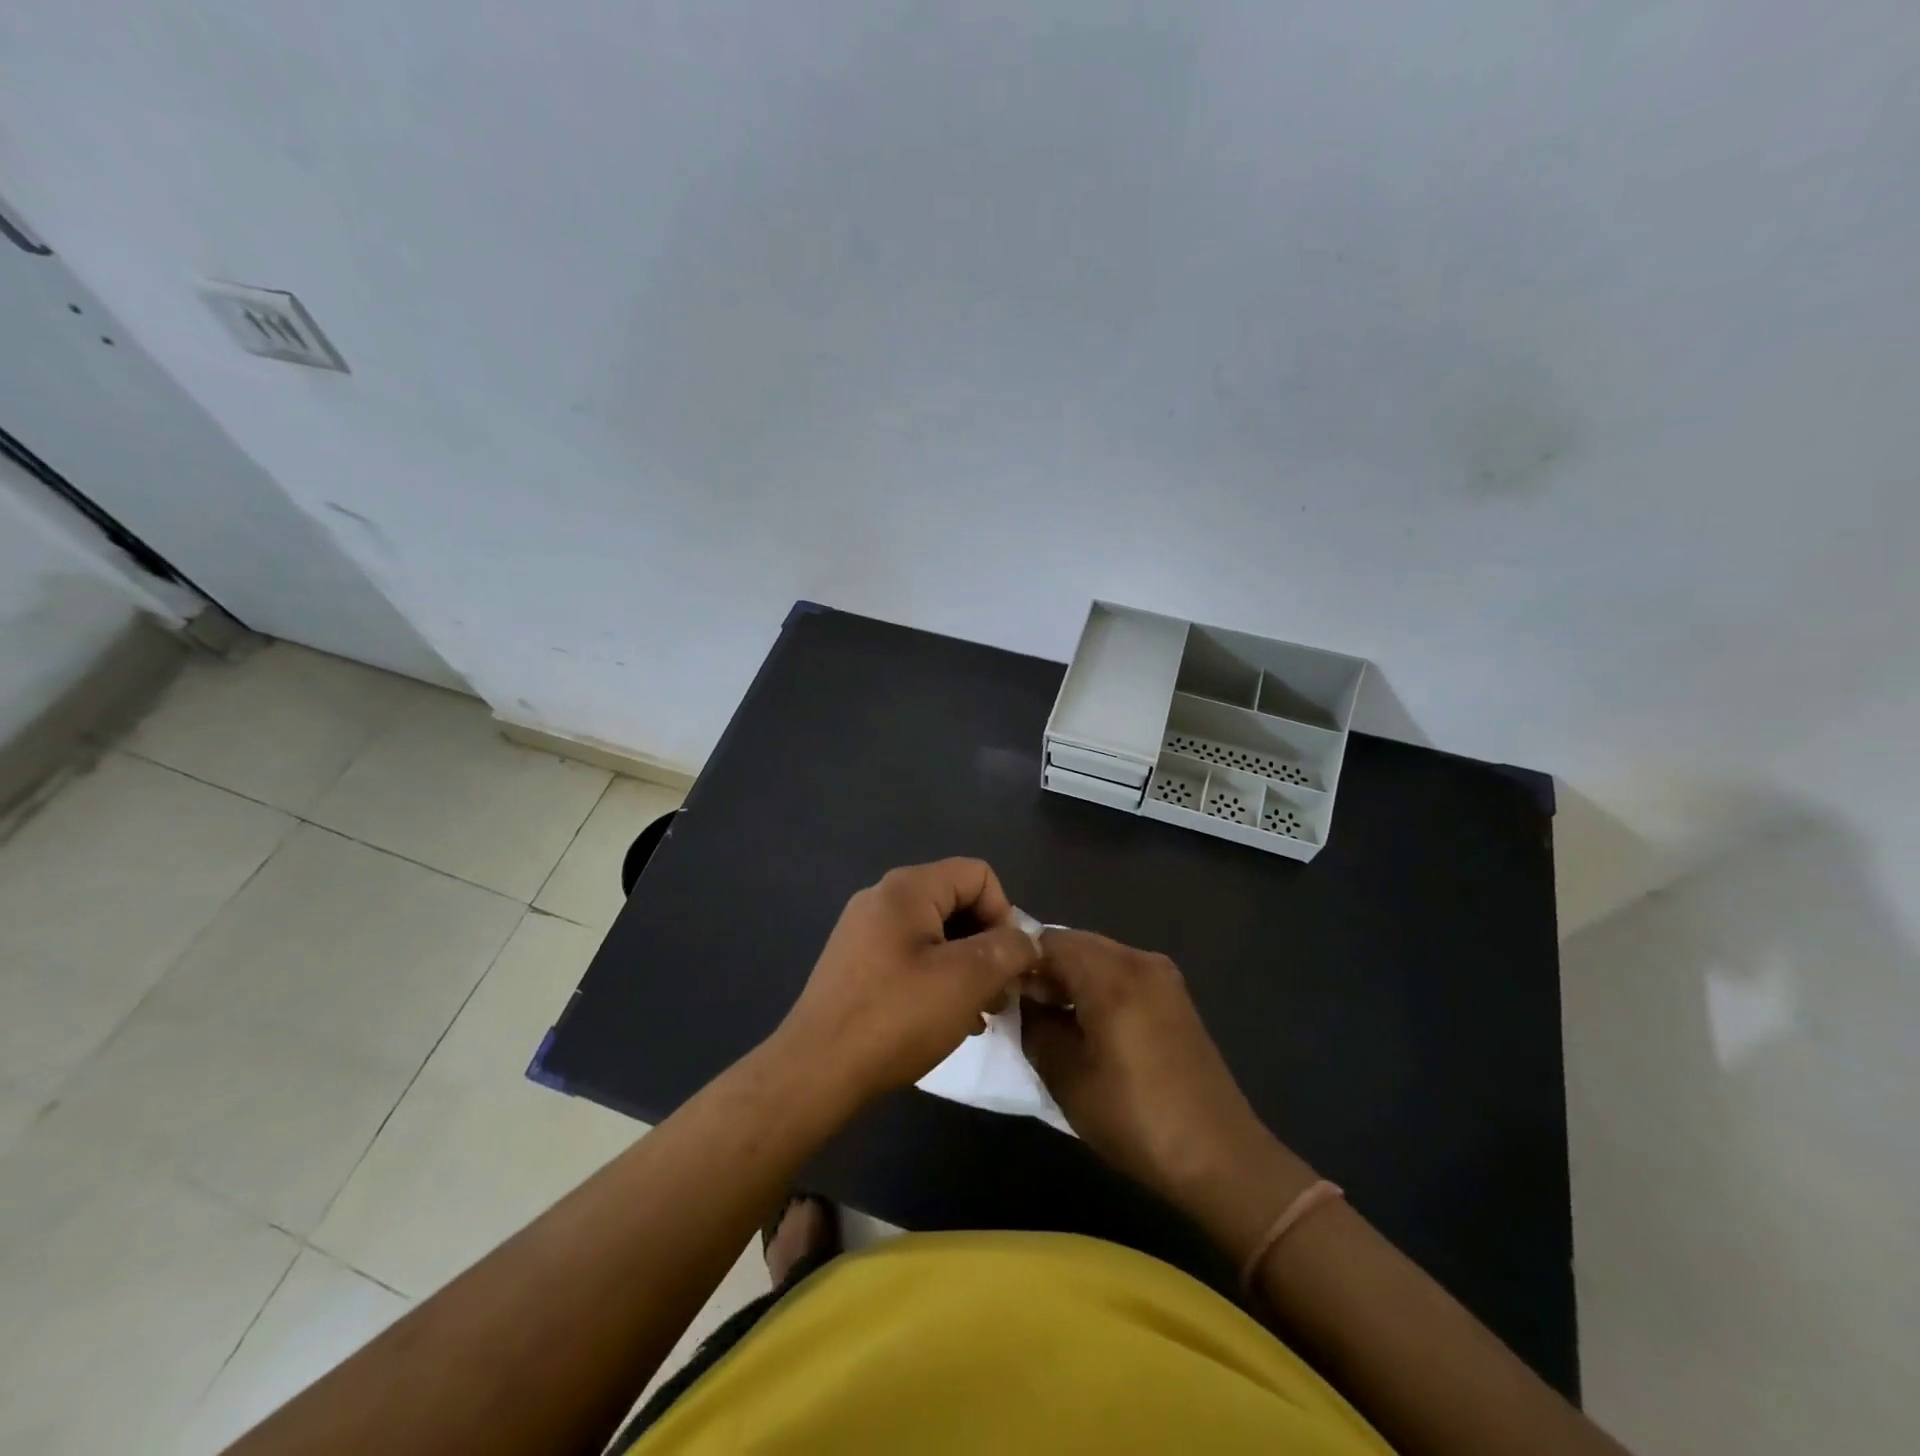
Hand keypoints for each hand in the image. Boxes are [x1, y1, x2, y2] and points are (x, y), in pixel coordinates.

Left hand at [773, 859, 1040, 1107]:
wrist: (816, 1071)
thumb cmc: (896, 1017)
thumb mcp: (967, 981)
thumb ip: (1008, 950)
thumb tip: (1026, 941)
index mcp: (908, 888)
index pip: (978, 875)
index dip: (1005, 913)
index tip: (1008, 963)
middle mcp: (883, 898)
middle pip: (957, 902)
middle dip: (988, 944)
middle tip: (999, 995)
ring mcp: (865, 931)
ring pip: (936, 933)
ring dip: (966, 966)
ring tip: (978, 1013)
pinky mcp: (857, 963)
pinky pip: (912, 956)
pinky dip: (938, 978)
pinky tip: (948, 1020)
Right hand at [1022, 930, 1314, 1257]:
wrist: (1220, 1156)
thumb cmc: (1135, 1118)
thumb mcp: (1066, 1077)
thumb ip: (1035, 1027)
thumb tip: (1025, 1003)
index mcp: (1111, 974)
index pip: (1047, 941)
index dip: (1020, 963)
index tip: (1005, 997)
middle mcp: (1139, 960)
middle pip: (1075, 943)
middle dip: (1046, 969)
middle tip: (1027, 1010)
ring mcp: (1163, 976)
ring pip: (1099, 956)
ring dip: (1072, 977)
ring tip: (1057, 1021)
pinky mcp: (1176, 996)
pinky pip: (1123, 972)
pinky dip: (1098, 985)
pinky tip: (1091, 1025)